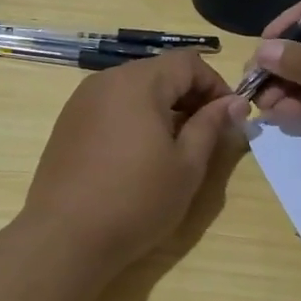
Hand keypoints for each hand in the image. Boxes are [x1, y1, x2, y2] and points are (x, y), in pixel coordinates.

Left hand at [23, 51, 246, 273]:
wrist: (65, 238)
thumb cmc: (136, 200)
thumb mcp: (186, 166)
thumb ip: (211, 126)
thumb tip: (234, 103)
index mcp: (138, 82)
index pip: (188, 62)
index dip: (216, 85)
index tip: (229, 117)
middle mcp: (106, 81)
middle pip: (159, 72)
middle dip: (189, 96)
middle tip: (206, 134)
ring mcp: (81, 102)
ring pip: (134, 89)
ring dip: (162, 108)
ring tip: (174, 147)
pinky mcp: (67, 124)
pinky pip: (111, 107)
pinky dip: (134, 119)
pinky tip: (138, 156)